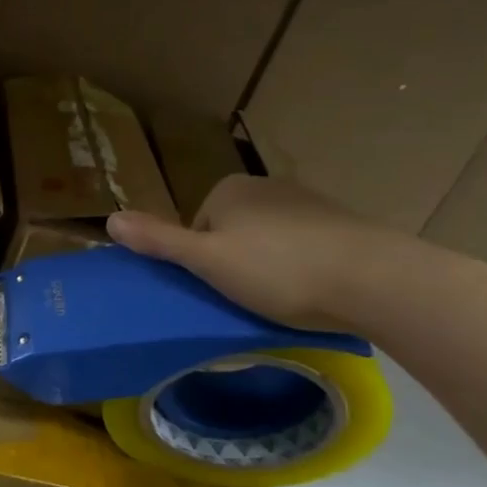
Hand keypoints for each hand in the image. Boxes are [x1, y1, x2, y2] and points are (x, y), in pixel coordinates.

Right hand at [108, 175, 442, 333]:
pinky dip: (302, 267)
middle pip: (230, 232)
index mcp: (229, 190)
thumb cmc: (279, 270)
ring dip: (269, 266)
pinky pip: (303, 247)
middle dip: (234, 263)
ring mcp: (309, 203)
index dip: (199, 261)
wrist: (378, 280)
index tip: (215, 288)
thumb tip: (109, 218)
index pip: (195, 227)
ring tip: (282, 299)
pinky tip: (312, 292)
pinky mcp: (343, 225)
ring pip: (268, 241)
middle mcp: (267, 187)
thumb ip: (158, 240)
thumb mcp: (207, 261)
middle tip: (245, 297)